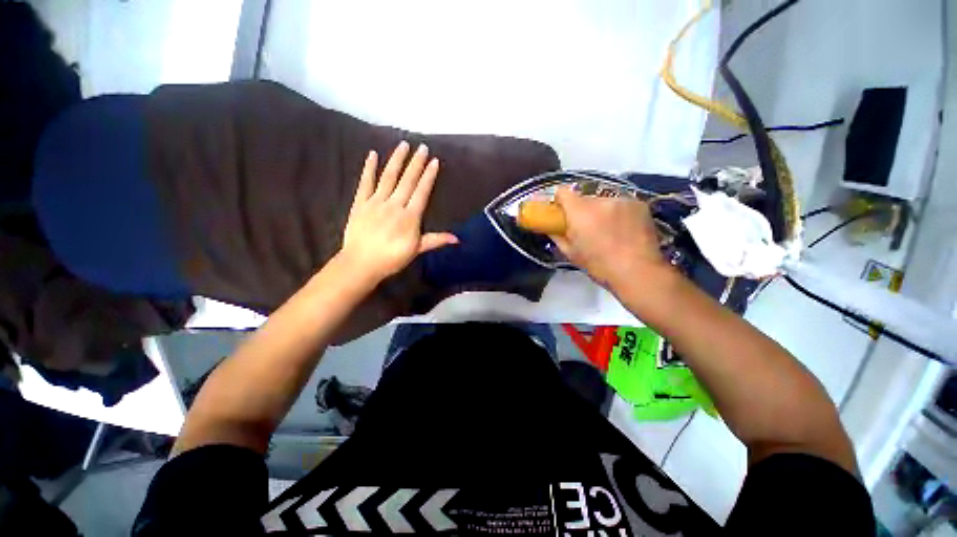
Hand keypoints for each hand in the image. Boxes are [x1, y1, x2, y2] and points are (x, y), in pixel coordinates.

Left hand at [339, 141, 457, 283]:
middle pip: (408, 180)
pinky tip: (373, 155)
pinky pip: (365, 182)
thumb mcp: (417, 250)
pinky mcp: (360, 203)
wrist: (362, 263)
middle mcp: (395, 205)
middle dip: (416, 163)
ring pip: (389, 177)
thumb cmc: (392, 258)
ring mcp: (376, 202)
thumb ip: (436, 240)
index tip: (434, 161)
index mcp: (410, 217)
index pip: (422, 192)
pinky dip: (369, 168)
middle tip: (422, 146)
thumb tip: (457, 239)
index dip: (429, 176)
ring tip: (403, 145)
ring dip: (397, 160)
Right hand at [550, 188, 669, 289]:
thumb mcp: (571, 254)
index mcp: (580, 212)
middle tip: (586, 227)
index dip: (560, 201)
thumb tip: (551, 228)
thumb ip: (557, 236)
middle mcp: (600, 200)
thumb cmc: (599, 265)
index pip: (563, 192)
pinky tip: (624, 229)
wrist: (638, 271)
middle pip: (584, 198)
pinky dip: (618, 213)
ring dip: (601, 211)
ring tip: (608, 230)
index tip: (561, 212)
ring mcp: (622, 200)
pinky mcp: (638, 203)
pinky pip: (621, 204)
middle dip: (582, 210)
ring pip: (603, 201)